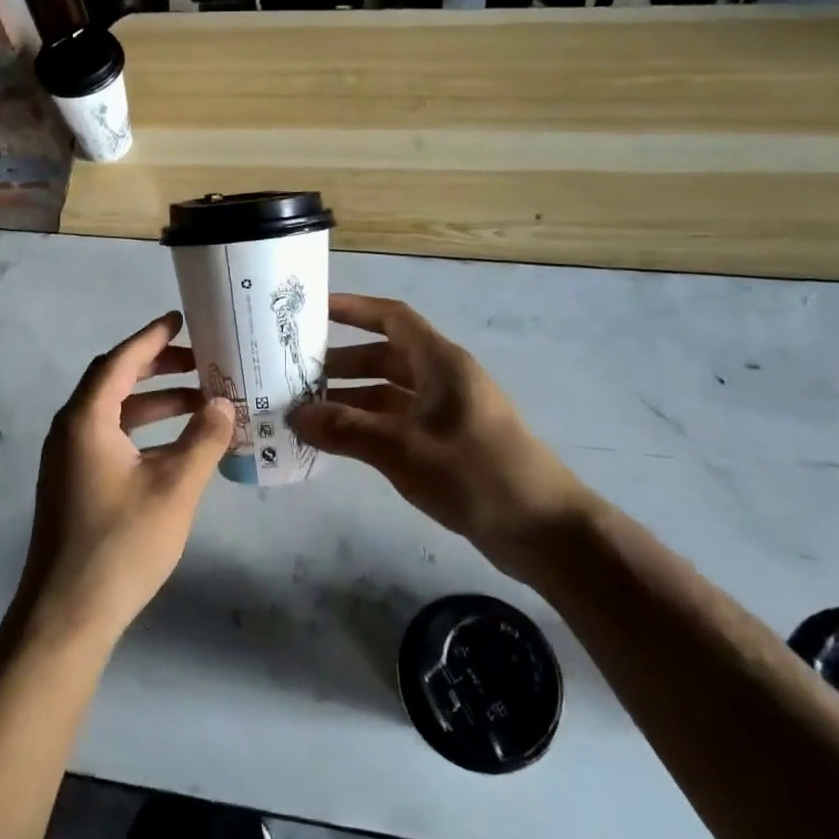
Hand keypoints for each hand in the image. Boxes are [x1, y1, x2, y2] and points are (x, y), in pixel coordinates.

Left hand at [19, 312, 235, 646]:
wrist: (67, 614)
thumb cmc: (122, 543)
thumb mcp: (175, 487)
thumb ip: (203, 439)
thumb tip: (225, 403)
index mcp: (86, 420)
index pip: (119, 361)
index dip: (151, 338)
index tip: (180, 320)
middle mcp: (70, 431)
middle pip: (114, 382)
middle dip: (157, 368)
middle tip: (200, 363)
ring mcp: (67, 460)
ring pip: (113, 414)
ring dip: (154, 403)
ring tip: (200, 403)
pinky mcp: (72, 485)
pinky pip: (109, 439)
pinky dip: (142, 432)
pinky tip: (175, 447)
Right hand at [289, 294, 594, 585]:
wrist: (543, 530)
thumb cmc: (474, 473)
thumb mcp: (403, 448)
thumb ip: (346, 429)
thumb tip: (295, 415)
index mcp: (440, 362)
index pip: (392, 318)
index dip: (353, 309)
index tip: (313, 310)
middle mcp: (443, 379)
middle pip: (385, 356)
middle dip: (341, 362)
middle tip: (294, 374)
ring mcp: (447, 413)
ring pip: (389, 392)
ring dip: (351, 398)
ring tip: (306, 412)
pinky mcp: (448, 444)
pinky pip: (398, 422)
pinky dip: (368, 426)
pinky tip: (339, 443)